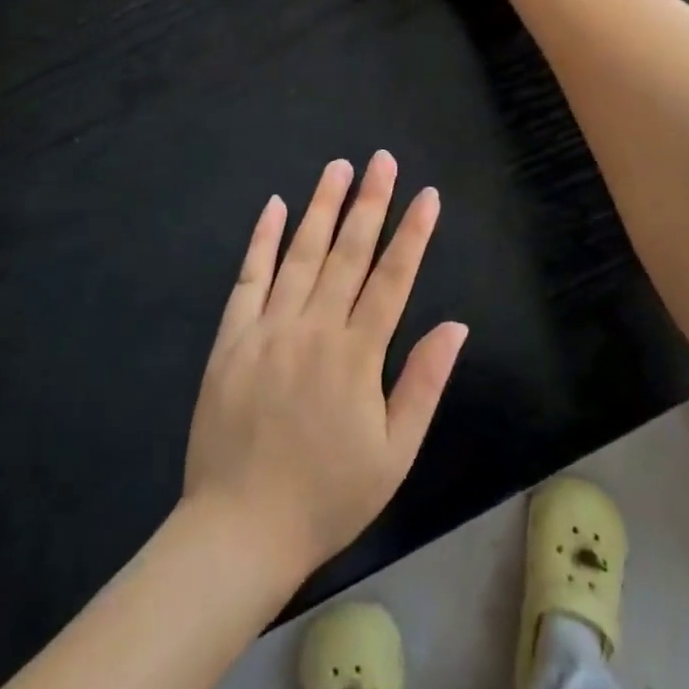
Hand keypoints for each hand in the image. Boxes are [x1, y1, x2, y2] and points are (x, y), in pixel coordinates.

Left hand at [183, 152, 468, 578]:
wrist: (240, 529)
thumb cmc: (327, 496)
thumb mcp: (394, 454)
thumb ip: (423, 383)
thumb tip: (456, 326)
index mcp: (357, 355)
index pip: (393, 278)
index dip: (413, 233)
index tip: (427, 195)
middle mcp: (314, 328)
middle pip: (348, 253)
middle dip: (370, 202)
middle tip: (382, 159)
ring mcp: (268, 327)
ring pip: (300, 253)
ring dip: (321, 207)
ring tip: (338, 167)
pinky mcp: (232, 337)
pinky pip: (248, 277)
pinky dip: (261, 239)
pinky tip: (273, 206)